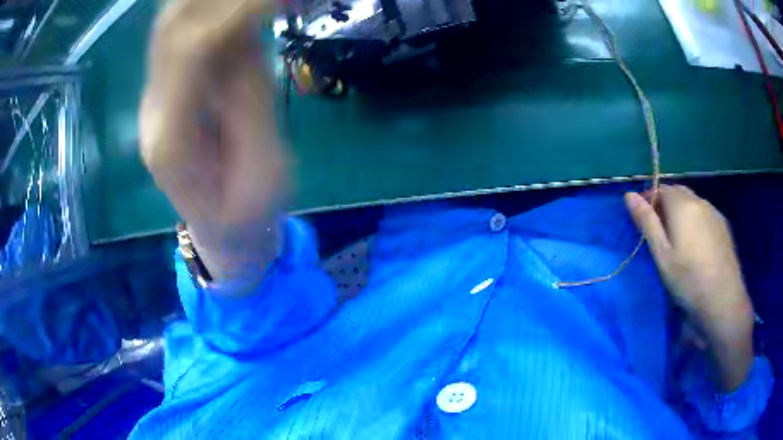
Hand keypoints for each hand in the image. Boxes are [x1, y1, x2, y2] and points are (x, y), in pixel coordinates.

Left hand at [140, 0, 284, 291]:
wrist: (220, 229)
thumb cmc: (244, 218)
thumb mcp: (265, 176)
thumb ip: (252, 107)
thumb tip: (249, 40)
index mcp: (169, 140)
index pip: (189, 52)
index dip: (232, 13)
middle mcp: (155, 108)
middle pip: (174, 28)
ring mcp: (162, 92)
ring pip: (177, 23)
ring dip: (219, 2)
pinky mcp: (177, 84)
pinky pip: (192, 31)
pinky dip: (223, 9)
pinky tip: (255, 4)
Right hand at [625, 185, 753, 390]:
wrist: (723, 300)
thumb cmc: (688, 280)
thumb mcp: (662, 255)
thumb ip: (647, 223)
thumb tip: (629, 195)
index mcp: (682, 205)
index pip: (661, 189)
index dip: (650, 201)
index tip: (646, 224)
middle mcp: (700, 201)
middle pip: (678, 193)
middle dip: (666, 206)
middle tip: (661, 235)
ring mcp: (714, 212)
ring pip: (693, 203)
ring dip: (682, 213)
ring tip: (680, 242)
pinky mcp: (724, 226)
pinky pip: (705, 214)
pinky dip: (696, 221)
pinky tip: (697, 245)